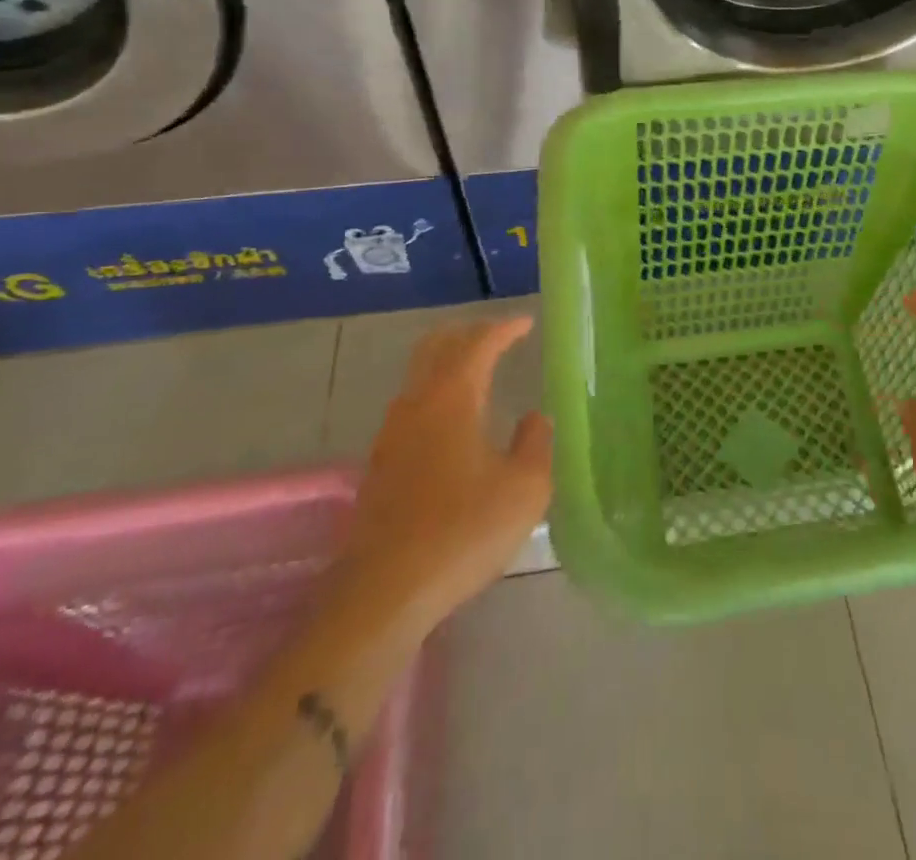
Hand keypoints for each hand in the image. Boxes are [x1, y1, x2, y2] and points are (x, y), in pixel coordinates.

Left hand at [328, 317, 552, 642]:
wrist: (385, 592)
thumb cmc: (464, 531)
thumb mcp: (525, 489)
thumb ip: (536, 444)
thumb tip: (534, 418)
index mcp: (453, 398)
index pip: (479, 343)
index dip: (505, 329)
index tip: (526, 324)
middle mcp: (417, 404)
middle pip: (437, 346)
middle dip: (468, 333)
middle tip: (498, 336)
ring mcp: (391, 434)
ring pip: (419, 375)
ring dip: (448, 362)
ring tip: (478, 372)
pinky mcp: (380, 464)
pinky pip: (411, 406)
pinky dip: (435, 393)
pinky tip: (452, 422)